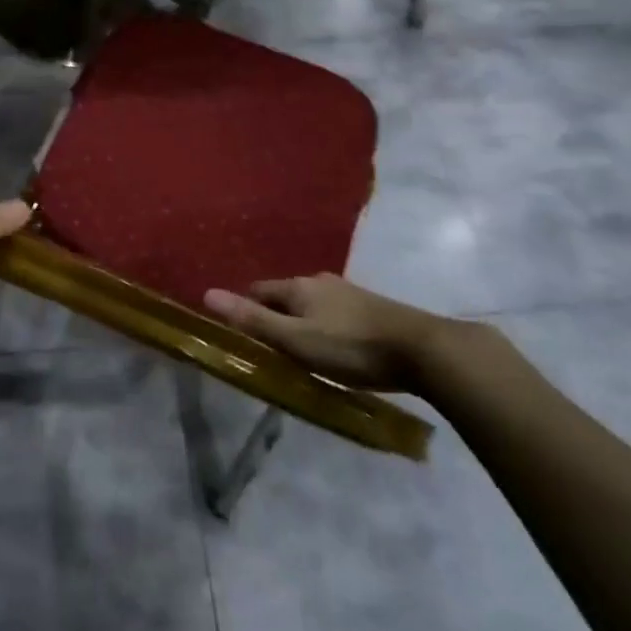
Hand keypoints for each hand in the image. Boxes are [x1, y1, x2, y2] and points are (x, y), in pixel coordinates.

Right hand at [202, 274, 456, 393]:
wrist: (423, 349)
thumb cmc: (352, 347)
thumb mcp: (297, 341)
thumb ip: (254, 321)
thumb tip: (207, 294)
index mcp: (298, 286)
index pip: (258, 290)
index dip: (244, 307)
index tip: (239, 332)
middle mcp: (320, 281)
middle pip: (284, 295)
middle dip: (272, 315)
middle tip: (267, 347)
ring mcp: (348, 292)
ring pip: (311, 303)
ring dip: (299, 321)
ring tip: (297, 350)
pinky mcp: (371, 307)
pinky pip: (333, 312)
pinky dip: (323, 325)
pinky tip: (332, 346)